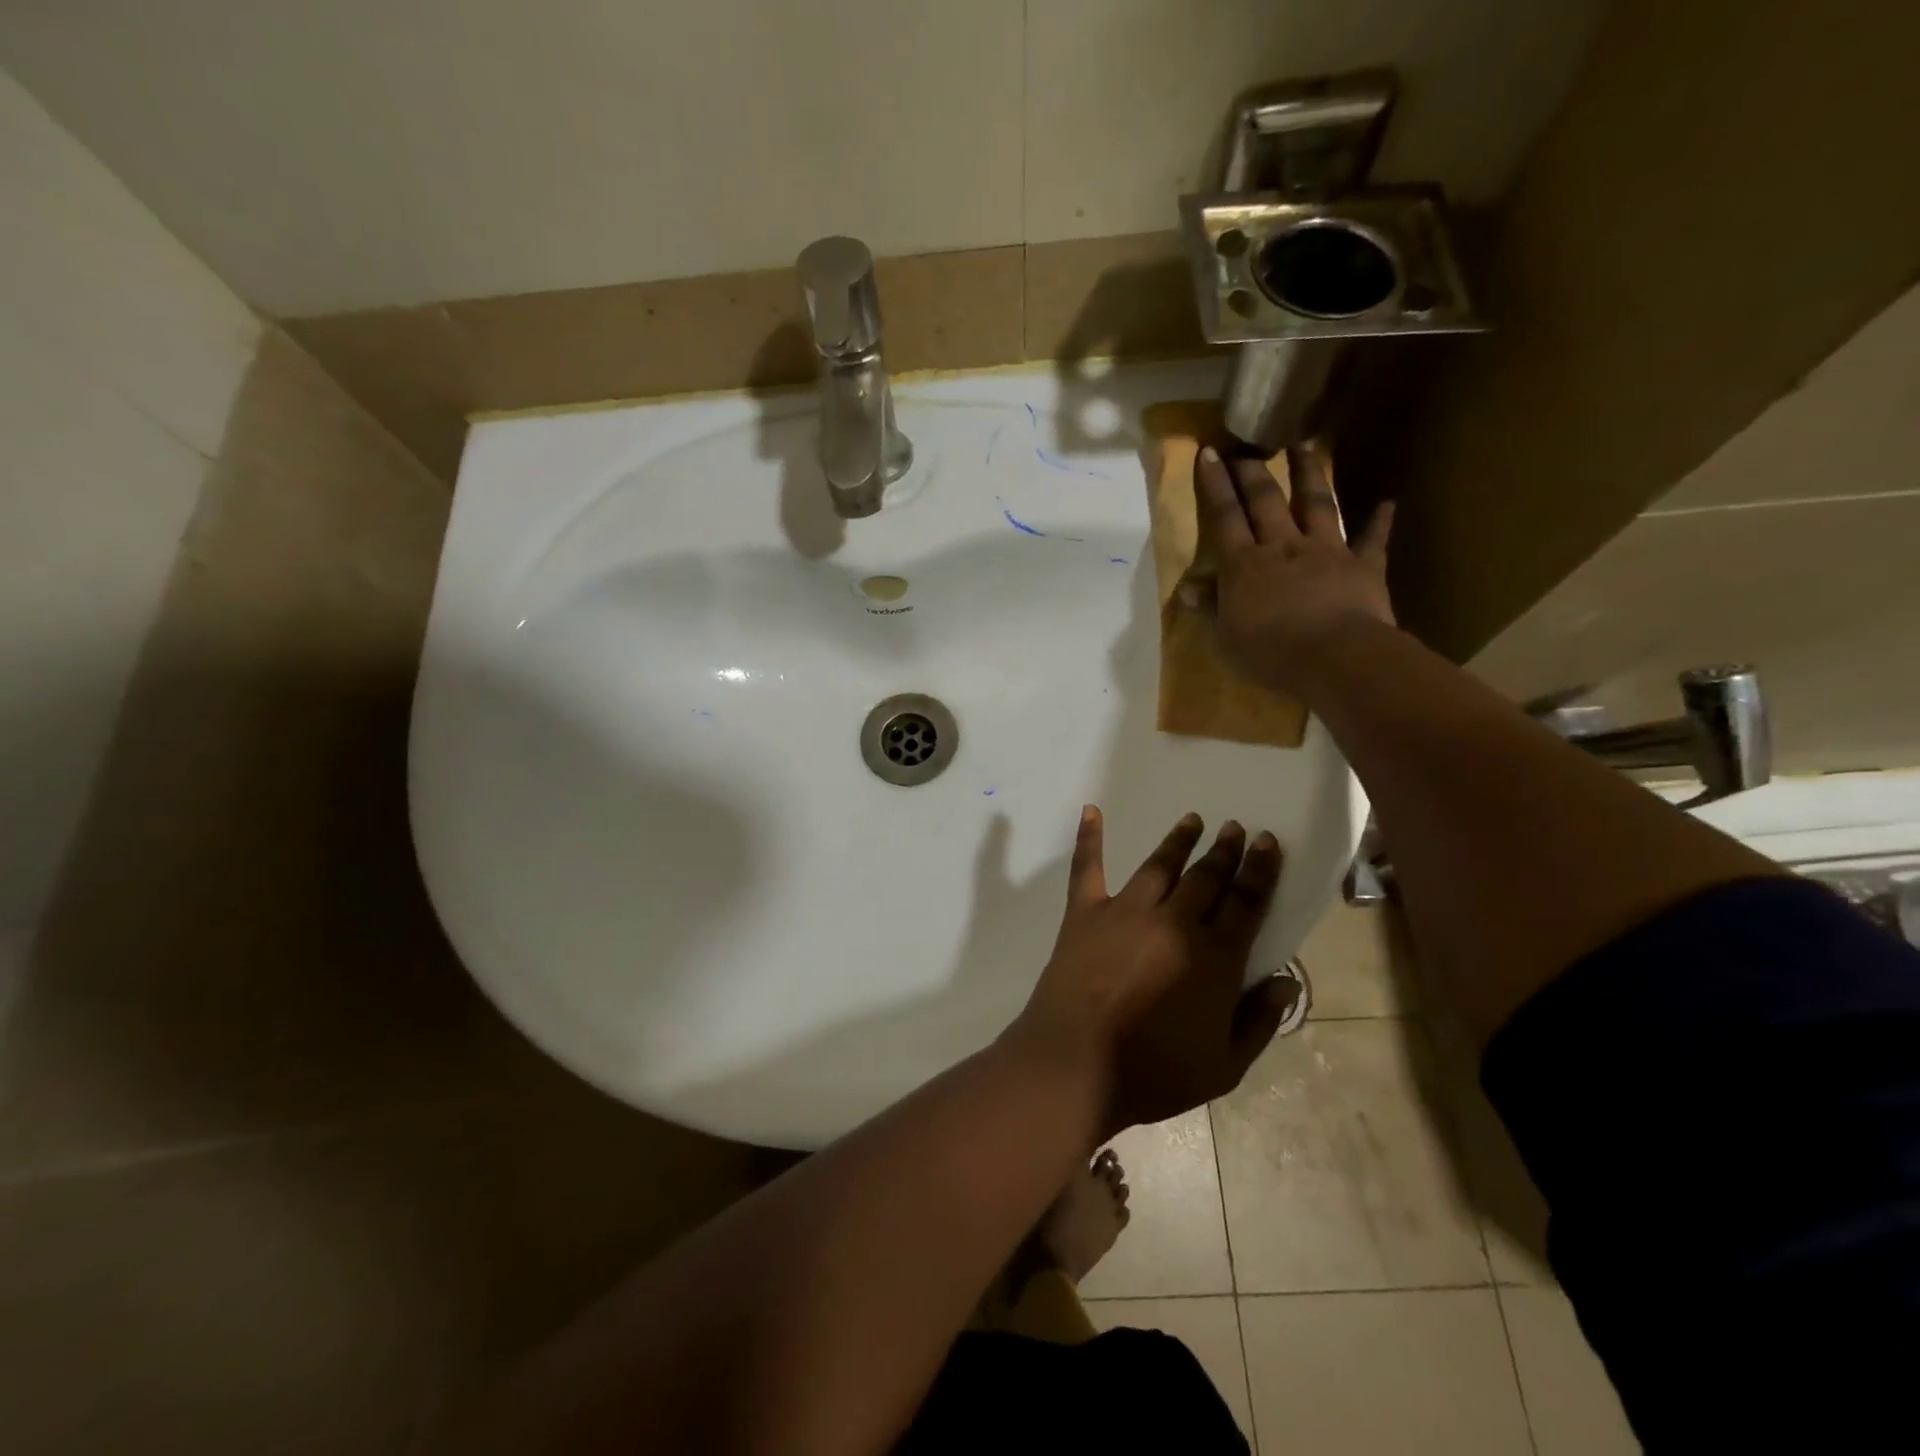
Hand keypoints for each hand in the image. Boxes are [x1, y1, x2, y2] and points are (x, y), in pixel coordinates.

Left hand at [1012, 807, 1296, 1133]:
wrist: (1075, 1066)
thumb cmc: (1154, 1073)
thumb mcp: (1225, 1067)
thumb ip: (1259, 1021)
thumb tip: (1287, 982)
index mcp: (1214, 957)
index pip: (1246, 903)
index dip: (1260, 871)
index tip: (1267, 842)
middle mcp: (1173, 923)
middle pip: (1207, 878)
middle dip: (1225, 851)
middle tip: (1235, 827)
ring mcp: (1125, 912)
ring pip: (1159, 866)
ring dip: (1179, 841)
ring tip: (1193, 820)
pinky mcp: (1084, 914)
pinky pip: (1087, 868)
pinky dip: (1089, 839)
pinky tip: (1091, 811)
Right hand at [1192, 445, 1395, 697]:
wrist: (1334, 658)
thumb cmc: (1269, 653)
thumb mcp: (1225, 637)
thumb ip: (1209, 608)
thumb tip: (1187, 588)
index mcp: (1244, 565)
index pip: (1224, 517)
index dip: (1215, 485)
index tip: (1209, 453)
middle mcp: (1283, 547)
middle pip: (1266, 501)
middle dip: (1254, 471)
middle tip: (1247, 447)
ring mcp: (1327, 551)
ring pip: (1317, 504)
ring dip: (1310, 474)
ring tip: (1306, 445)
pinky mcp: (1363, 566)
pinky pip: (1372, 540)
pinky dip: (1379, 522)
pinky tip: (1387, 503)